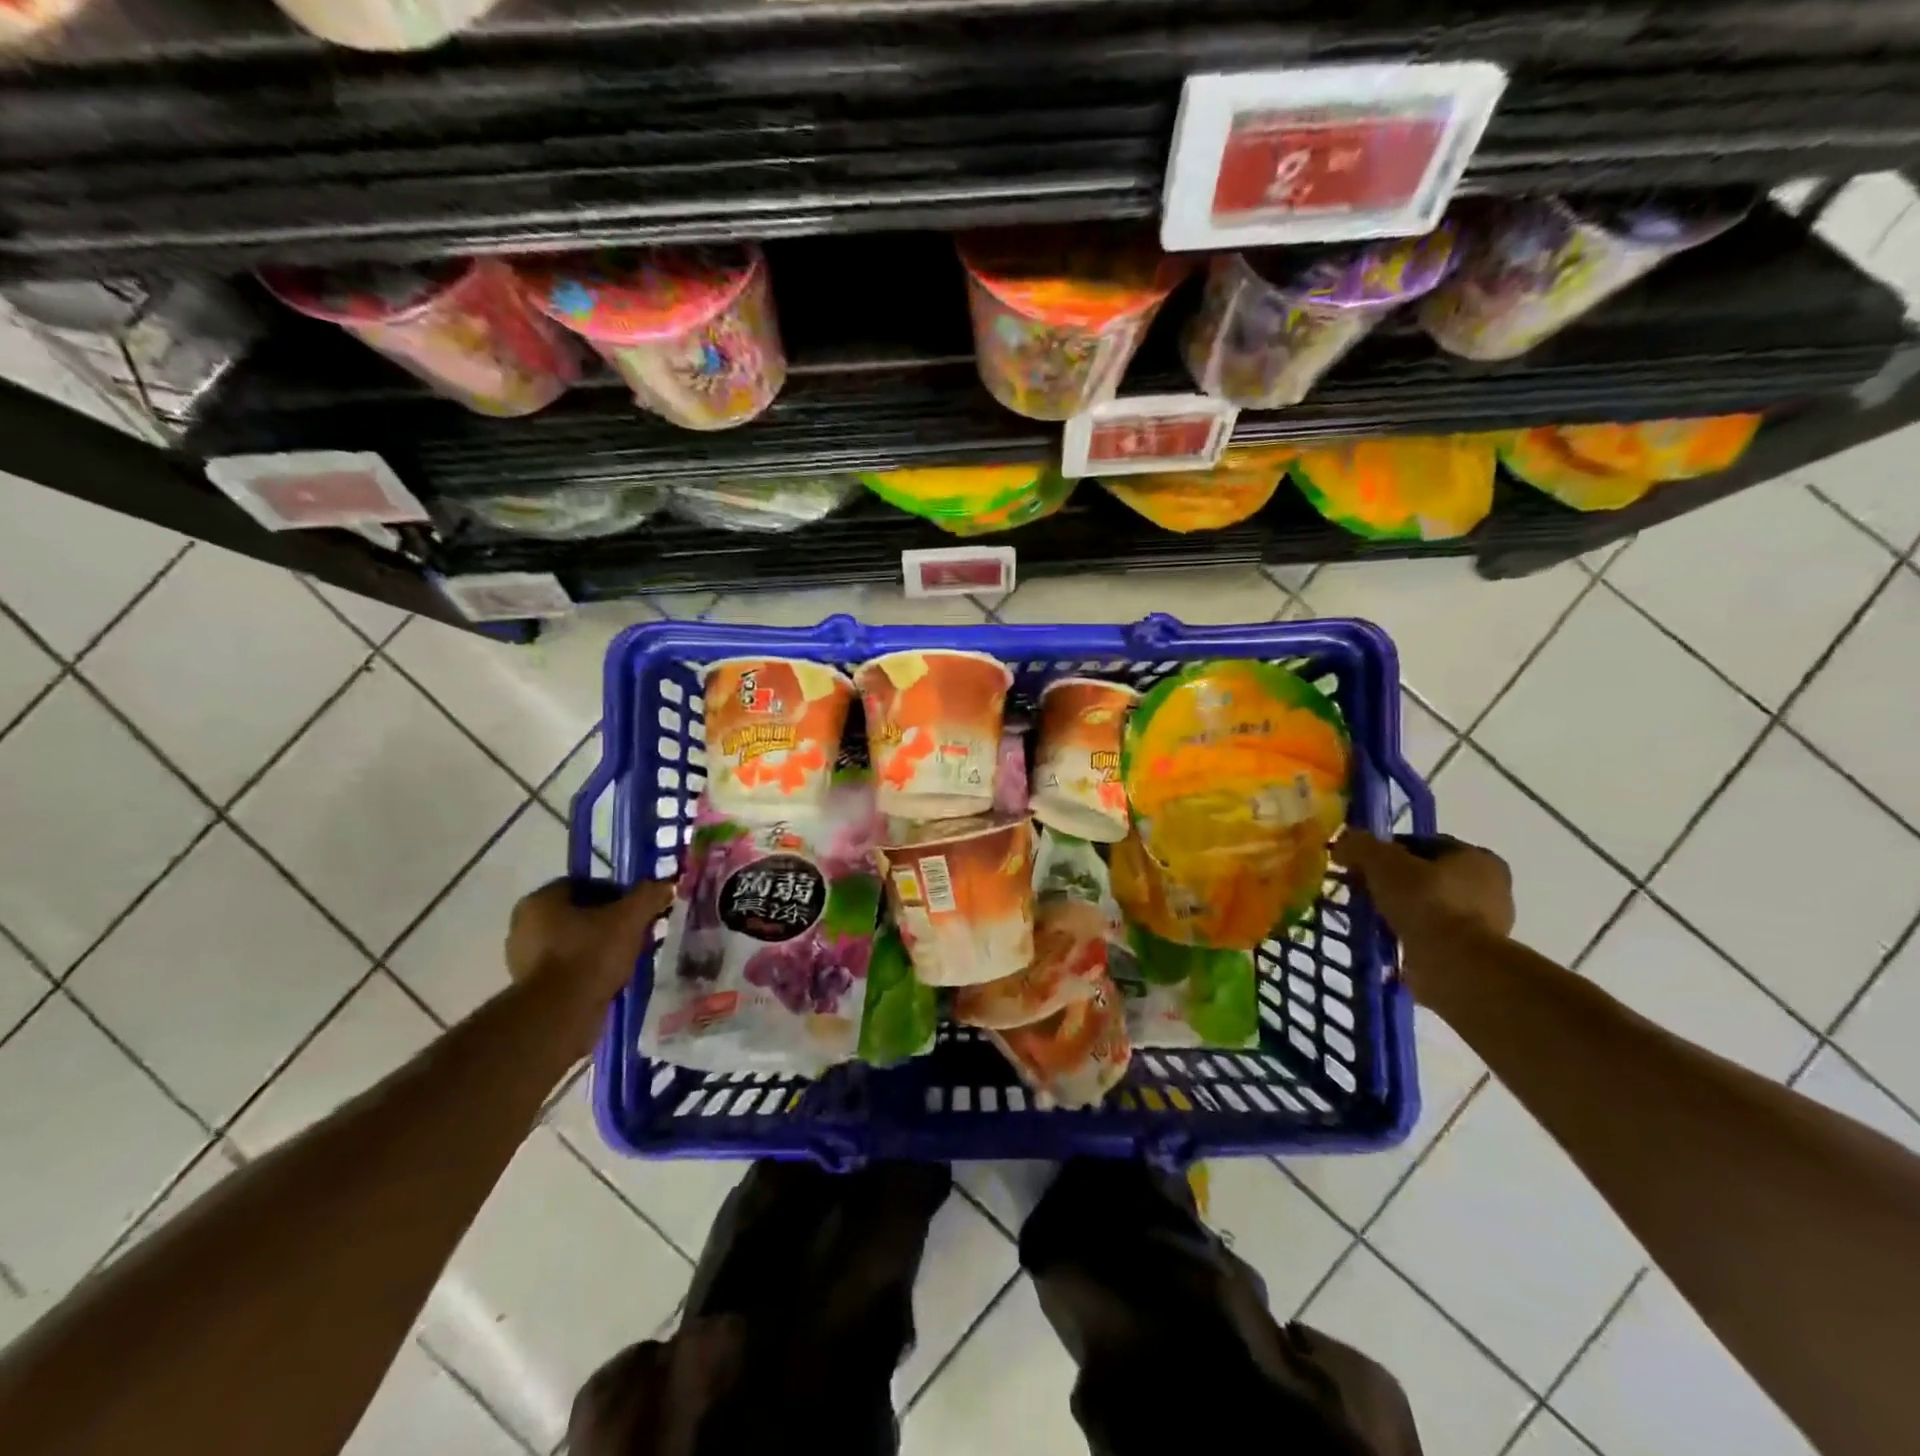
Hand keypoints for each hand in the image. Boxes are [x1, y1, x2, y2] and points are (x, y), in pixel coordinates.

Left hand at [506, 878, 674, 1008]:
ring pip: (573, 942)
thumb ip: (648, 896)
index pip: (583, 885)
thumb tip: (666, 884)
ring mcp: (523, 959)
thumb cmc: (591, 954)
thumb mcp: (630, 919)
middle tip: (635, 931)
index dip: (615, 892)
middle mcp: (524, 926)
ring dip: (599, 946)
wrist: (561, 1015)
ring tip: (627, 956)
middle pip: (578, 914)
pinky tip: (611, 977)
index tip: (636, 908)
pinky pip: (567, 968)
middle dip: (608, 921)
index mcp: (540, 901)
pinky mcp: (530, 989)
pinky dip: (588, 969)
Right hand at [1330, 830, 1514, 966]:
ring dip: (1402, 911)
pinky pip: (1431, 936)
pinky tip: (1386, 939)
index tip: (1363, 863)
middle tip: (1364, 889)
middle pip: (1428, 876)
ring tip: (1370, 917)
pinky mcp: (1473, 955)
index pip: (1425, 844)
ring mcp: (1486, 926)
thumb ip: (1360, 846)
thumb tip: (1343, 844)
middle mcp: (1491, 889)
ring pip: (1429, 907)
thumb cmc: (1426, 901)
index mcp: (1478, 858)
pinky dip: (1409, 935)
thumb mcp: (1382, 862)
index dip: (1390, 850)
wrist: (1454, 964)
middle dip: (1396, 882)